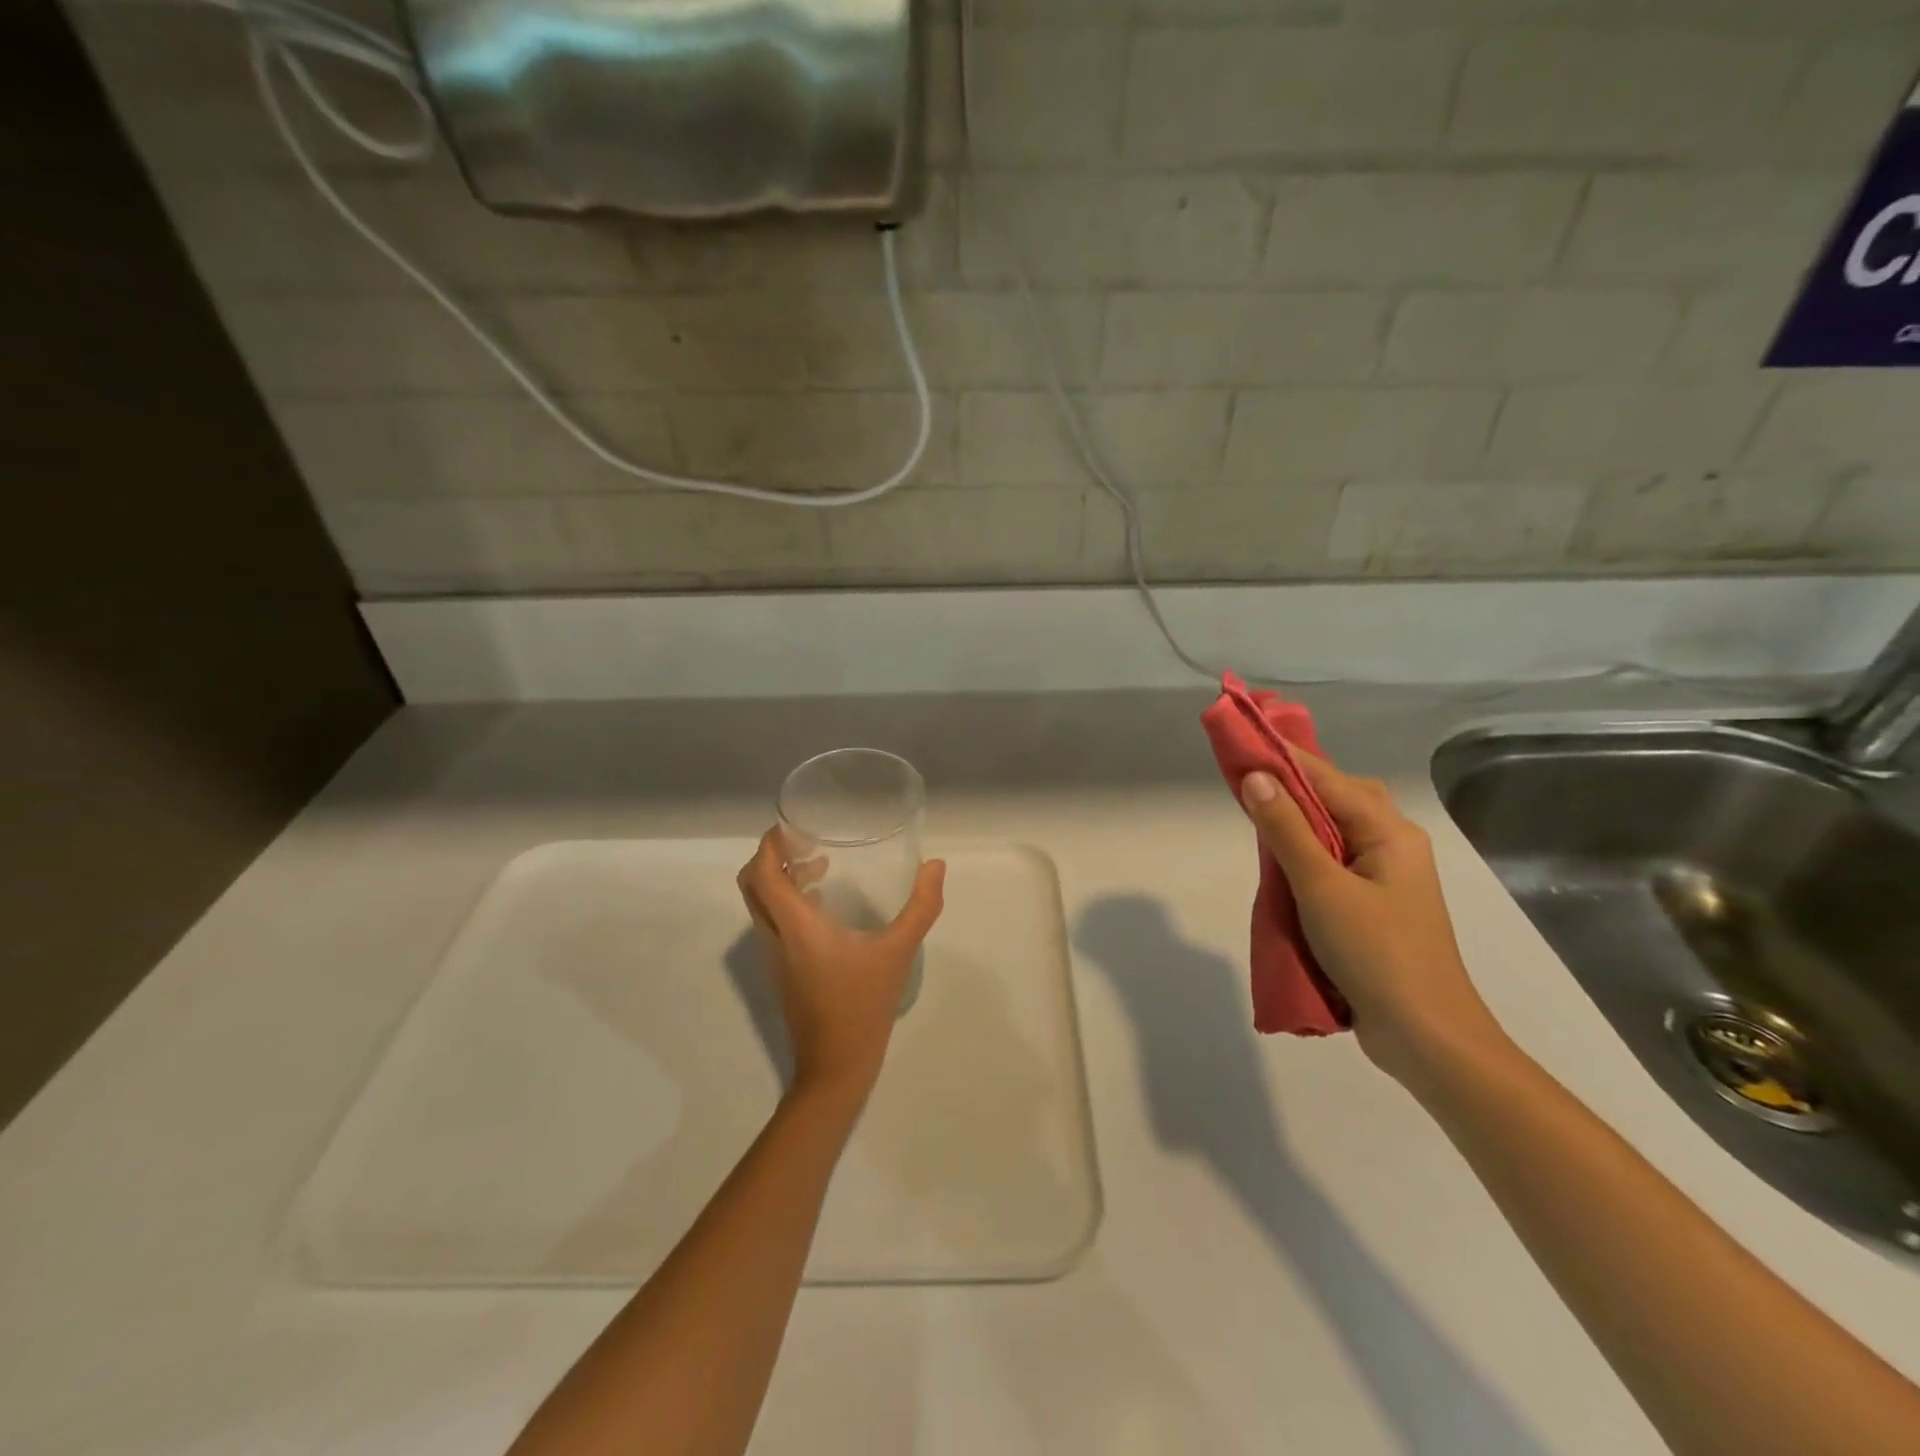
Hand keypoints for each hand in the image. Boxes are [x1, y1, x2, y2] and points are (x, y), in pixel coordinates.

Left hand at [737, 829, 946, 1107]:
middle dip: (771, 857)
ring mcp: (774, 957)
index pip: (763, 874)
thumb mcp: (898, 952)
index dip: (769, 844)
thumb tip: (936, 865)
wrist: (835, 1068)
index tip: (791, 824)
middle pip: (752, 885)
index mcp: (795, 926)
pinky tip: (825, 907)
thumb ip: (920, 907)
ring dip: (780, 879)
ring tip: (819, 867)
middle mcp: (775, 937)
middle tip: (804, 841)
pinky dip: (786, 902)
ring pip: (760, 905)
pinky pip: (771, 923)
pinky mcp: (781, 971)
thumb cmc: (862, 1006)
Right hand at [1238, 757, 1506, 1088]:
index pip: (1329, 779)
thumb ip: (1286, 830)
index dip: (1285, 758)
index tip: (1244, 742)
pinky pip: (1335, 863)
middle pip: (1339, 798)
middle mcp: (1393, 846)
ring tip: (1257, 819)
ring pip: (1337, 832)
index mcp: (1391, 833)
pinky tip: (1281, 865)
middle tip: (1248, 783)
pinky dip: (1306, 855)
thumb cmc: (1376, 954)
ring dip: (1298, 822)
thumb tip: (1256, 778)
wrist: (1426, 1037)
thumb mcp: (1322, 888)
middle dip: (1295, 785)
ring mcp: (1386, 879)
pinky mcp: (1375, 907)